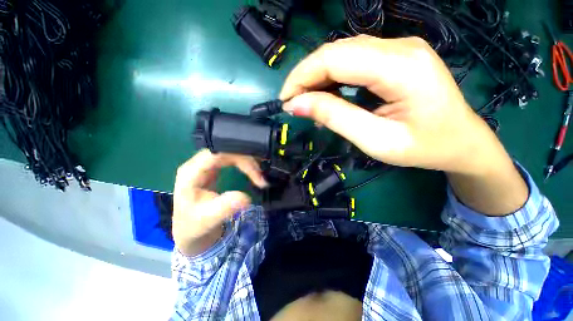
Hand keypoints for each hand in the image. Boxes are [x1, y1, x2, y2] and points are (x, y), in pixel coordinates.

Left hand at [173, 149, 267, 255]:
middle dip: (247, 160)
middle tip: (261, 175)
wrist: (190, 231)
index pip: (218, 153)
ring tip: (260, 173)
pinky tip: (253, 170)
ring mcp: (206, 165)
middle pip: (226, 151)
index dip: (239, 157)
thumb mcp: (208, 220)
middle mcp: (198, 164)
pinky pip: (232, 159)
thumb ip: (225, 207)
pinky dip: (245, 163)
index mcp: (192, 172)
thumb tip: (247, 197)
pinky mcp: (213, 169)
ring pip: (231, 153)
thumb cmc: (195, 225)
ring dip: (248, 161)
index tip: (257, 171)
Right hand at [280, 35, 498, 174]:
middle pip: (336, 52)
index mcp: (401, 67)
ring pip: (342, 55)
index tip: (285, 100)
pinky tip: (329, 98)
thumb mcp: (375, 140)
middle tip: (293, 104)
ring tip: (308, 104)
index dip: (302, 76)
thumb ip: (335, 118)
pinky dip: (333, 80)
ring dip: (318, 79)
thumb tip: (296, 105)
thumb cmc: (424, 148)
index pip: (334, 58)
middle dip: (306, 77)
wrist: (462, 141)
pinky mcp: (395, 57)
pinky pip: (354, 62)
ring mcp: (399, 48)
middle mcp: (400, 46)